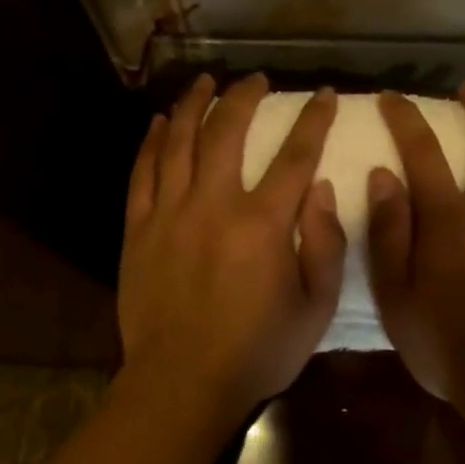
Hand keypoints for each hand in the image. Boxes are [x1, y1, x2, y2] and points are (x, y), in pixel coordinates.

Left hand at [119, 73, 345, 419]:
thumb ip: (326, 244)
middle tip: (256, 79)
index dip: (314, 119)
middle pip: (228, 132)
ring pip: (180, 142)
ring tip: (205, 81)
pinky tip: (161, 122)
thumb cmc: (257, 351)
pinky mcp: (138, 229)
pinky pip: (143, 173)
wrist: (183, 383)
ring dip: (195, 105)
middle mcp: (214, 205)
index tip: (325, 94)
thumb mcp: (316, 307)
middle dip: (246, 97)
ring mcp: (169, 214)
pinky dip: (153, 142)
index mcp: (263, 224)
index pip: (295, 155)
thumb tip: (319, 188)